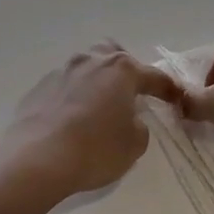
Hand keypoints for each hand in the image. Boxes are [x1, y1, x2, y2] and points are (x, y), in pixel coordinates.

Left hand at [0, 43, 181, 203]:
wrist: (37, 159)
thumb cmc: (95, 149)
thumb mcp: (133, 145)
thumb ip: (139, 127)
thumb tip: (129, 120)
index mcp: (120, 70)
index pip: (153, 76)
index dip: (168, 89)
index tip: (176, 98)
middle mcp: (90, 62)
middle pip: (112, 54)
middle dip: (124, 70)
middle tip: (129, 94)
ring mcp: (60, 72)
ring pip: (85, 68)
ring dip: (95, 83)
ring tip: (98, 108)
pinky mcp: (38, 89)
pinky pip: (63, 88)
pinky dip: (72, 99)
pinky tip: (71, 121)